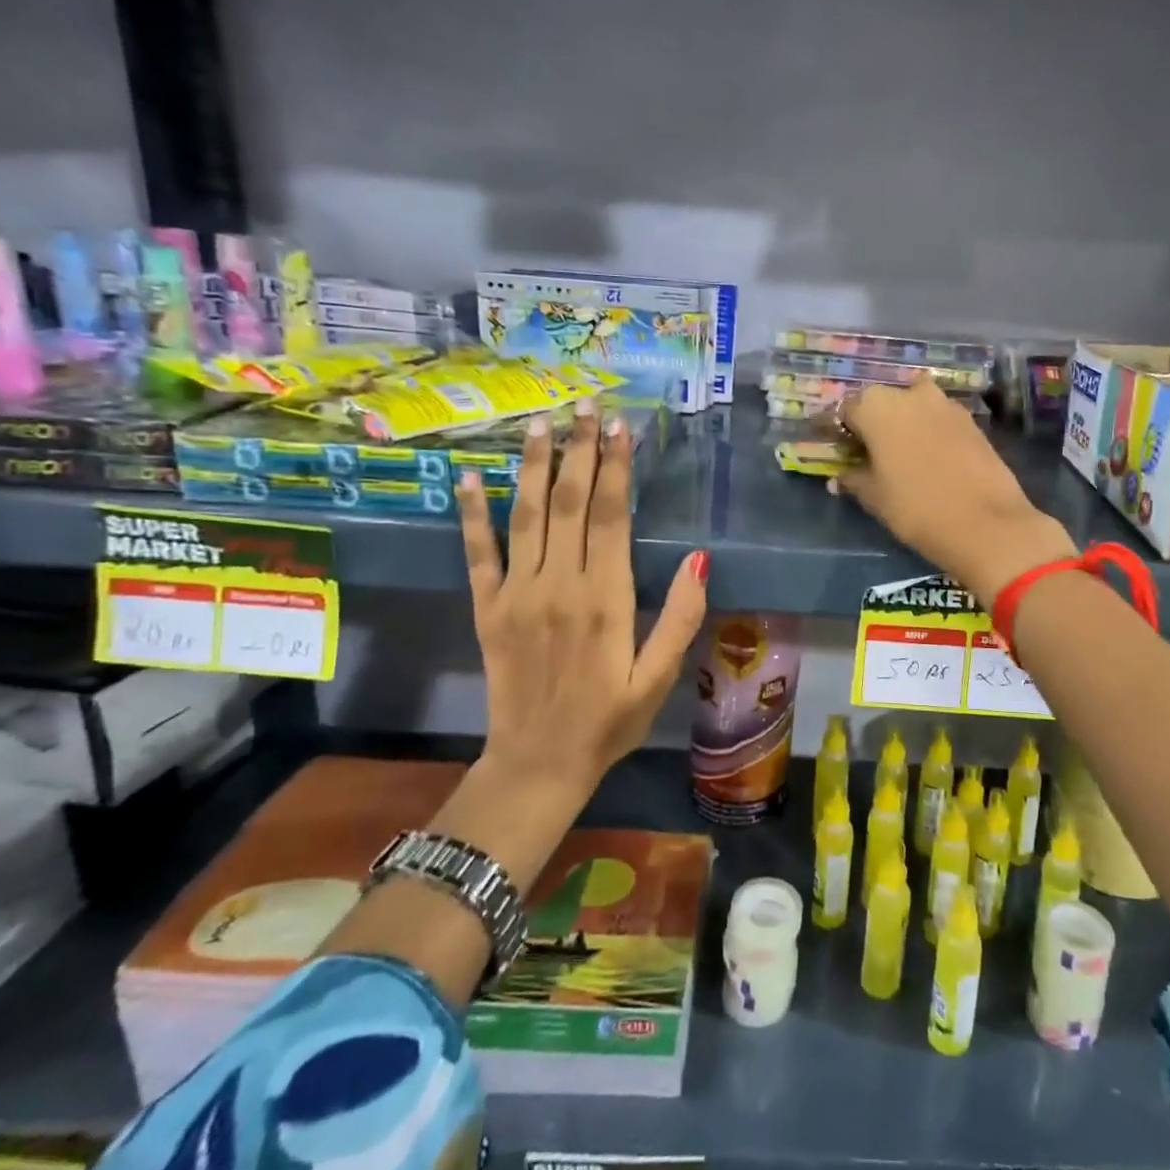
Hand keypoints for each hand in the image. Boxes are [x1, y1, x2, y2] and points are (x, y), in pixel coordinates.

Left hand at [458, 403, 707, 801]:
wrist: (539, 764)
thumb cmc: (610, 721)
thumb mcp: (660, 677)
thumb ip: (681, 617)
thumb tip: (700, 557)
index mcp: (606, 599)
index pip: (611, 516)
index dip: (615, 467)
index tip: (619, 427)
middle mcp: (559, 585)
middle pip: (569, 502)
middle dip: (578, 449)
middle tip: (583, 405)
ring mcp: (517, 594)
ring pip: (526, 515)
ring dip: (533, 466)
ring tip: (539, 423)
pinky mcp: (487, 609)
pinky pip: (478, 554)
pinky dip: (472, 514)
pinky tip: (468, 478)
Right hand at [836, 379, 1075, 606]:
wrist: (987, 524)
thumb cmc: (916, 508)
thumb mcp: (875, 497)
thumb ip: (854, 479)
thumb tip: (840, 477)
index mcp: (876, 406)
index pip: (847, 411)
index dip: (842, 432)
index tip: (842, 452)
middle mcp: (910, 394)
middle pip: (882, 403)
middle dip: (874, 424)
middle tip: (870, 455)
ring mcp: (945, 404)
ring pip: (914, 408)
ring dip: (904, 425)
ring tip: (901, 457)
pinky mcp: (971, 420)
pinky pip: (939, 420)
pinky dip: (930, 432)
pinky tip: (930, 460)